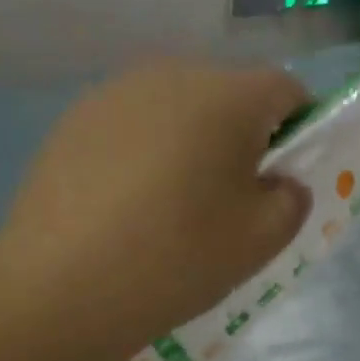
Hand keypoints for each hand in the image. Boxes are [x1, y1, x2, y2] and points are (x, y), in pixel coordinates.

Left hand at [0, 61, 312, 356]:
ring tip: (172, 202)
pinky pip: (132, 124)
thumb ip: (292, 198)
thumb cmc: (177, 257)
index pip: (285, 90)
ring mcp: (116, 93)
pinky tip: (127, 202)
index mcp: (228, 96)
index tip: (286, 175)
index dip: (300, 128)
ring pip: (177, 107)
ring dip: (190, 141)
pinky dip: (145, 150)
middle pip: (228, 94)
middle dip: (242, 135)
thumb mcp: (262, 239)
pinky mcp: (74, 119)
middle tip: (230, 197)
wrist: (60, 287)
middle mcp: (172, 74)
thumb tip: (279, 181)